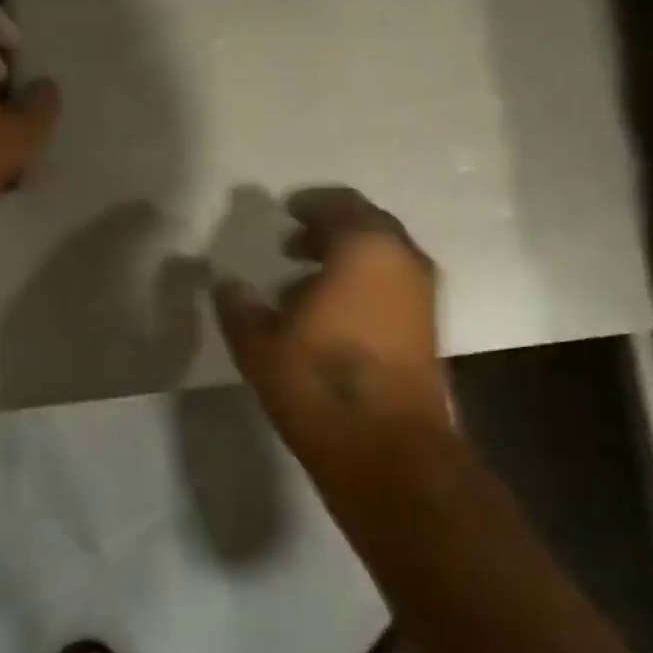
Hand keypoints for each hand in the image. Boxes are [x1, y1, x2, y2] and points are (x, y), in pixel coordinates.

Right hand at [212, 188, 450, 474]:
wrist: (389, 448)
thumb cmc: (320, 382)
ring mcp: (422, 293)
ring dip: (347, 258)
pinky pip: (393, 284)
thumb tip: (223, 282)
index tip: (286, 210)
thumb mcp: (260, 343)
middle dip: (329, 230)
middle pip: (366, 225)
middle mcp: (402, 259)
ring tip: (305, 280)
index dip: (309, 204)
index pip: (338, 204)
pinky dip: (365, 283)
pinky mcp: (429, 326)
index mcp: (364, 247)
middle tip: (293, 244)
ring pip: (383, 256)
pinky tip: (333, 312)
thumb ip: (238, 305)